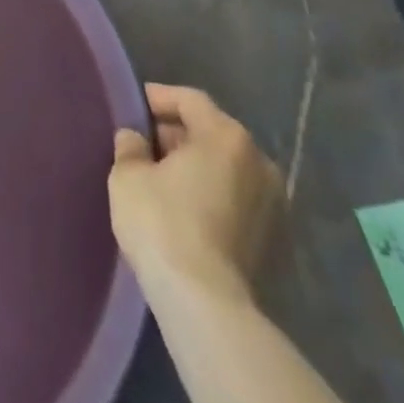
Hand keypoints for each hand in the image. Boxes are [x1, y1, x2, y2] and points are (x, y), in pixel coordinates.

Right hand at [108, 85, 282, 306]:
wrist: (206, 305)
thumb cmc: (162, 223)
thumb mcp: (128, 175)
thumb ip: (130, 146)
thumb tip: (135, 138)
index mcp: (226, 136)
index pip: (190, 99)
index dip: (158, 98)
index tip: (134, 107)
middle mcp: (259, 162)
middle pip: (212, 132)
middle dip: (178, 134)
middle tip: (144, 145)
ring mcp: (274, 204)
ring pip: (227, 168)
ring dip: (197, 167)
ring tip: (162, 178)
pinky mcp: (275, 242)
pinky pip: (237, 200)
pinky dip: (213, 195)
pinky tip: (185, 209)